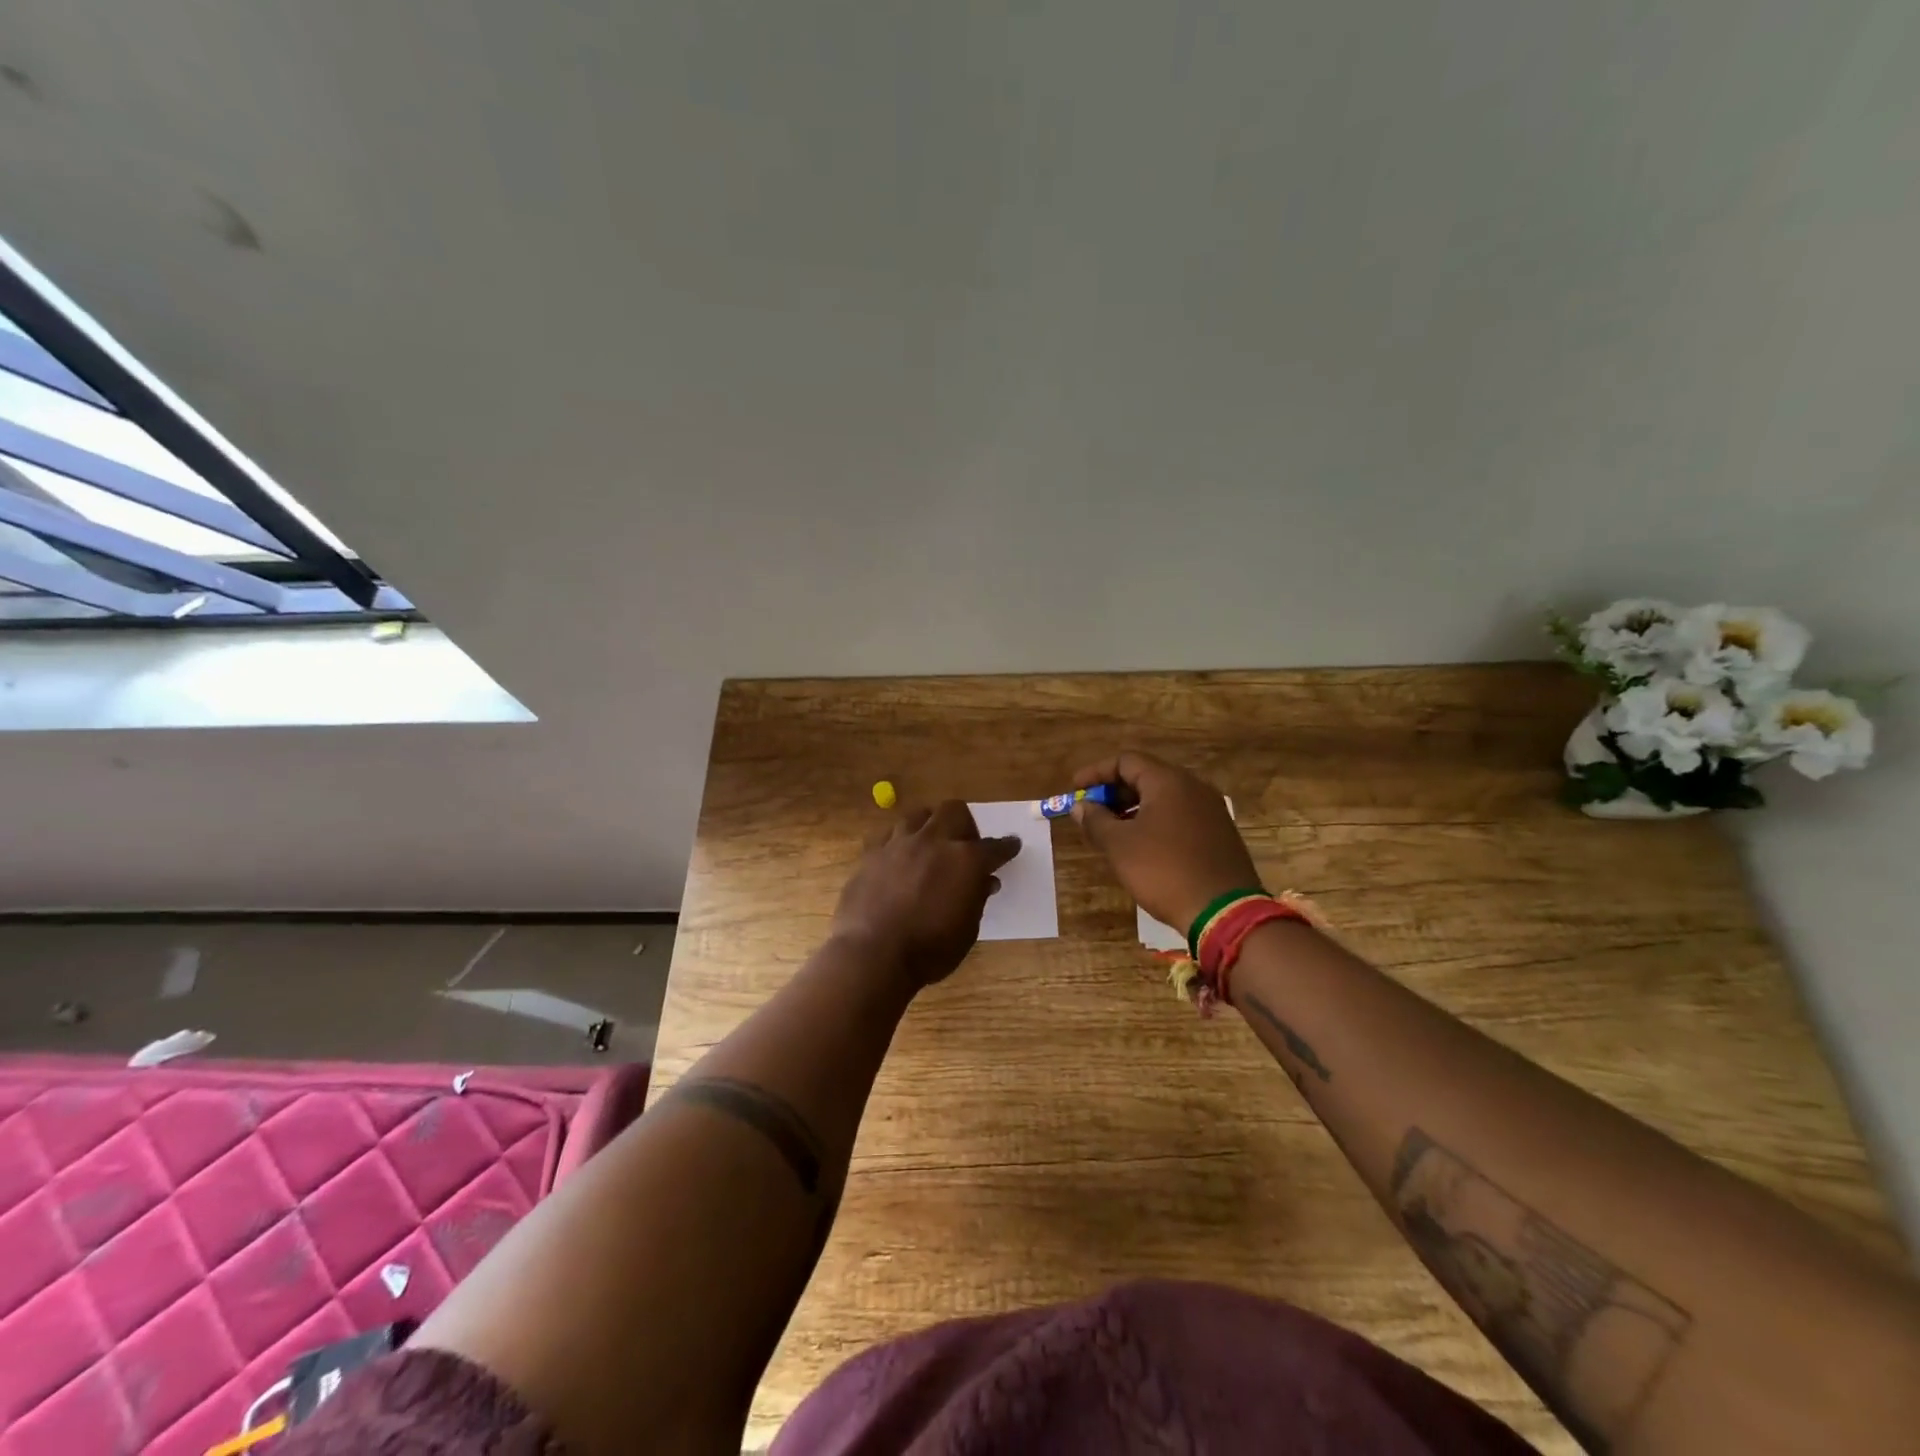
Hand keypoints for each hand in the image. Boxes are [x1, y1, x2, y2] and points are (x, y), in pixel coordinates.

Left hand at [832, 801, 1020, 987]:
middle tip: (964, 845)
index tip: (1011, 845)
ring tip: (930, 845)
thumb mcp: (966, 931)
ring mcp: (900, 843)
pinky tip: (899, 857)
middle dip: (965, 823)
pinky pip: (889, 834)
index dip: (1006, 847)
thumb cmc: (929, 950)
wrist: (872, 954)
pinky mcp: (872, 853)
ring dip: (930, 826)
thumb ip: (976, 899)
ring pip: (919, 815)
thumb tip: (985, 881)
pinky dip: (900, 842)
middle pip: (954, 810)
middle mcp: (934, 841)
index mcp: (966, 860)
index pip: (994, 847)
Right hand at [1069, 751, 1261, 933]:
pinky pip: (1180, 815)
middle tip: (1092, 812)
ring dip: (1134, 808)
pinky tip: (1142, 845)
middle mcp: (1194, 787)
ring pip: (1164, 798)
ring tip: (1112, 830)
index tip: (1075, 789)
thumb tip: (1081, 806)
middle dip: (1115, 792)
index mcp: (1168, 781)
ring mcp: (1211, 810)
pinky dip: (1155, 821)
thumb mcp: (1119, 846)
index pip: (1126, 761)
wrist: (1223, 912)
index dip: (1096, 772)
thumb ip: (1095, 820)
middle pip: (1146, 776)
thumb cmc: (1163, 870)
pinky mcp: (1219, 833)